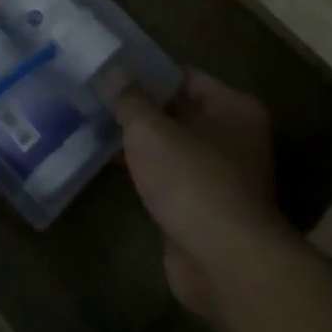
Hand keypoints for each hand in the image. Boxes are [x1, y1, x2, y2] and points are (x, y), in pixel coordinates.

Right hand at [116, 71, 284, 320]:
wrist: (222, 261)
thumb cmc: (192, 181)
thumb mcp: (151, 130)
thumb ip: (130, 99)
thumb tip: (113, 73)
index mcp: (234, 108)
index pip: (185, 76)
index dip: (147, 72)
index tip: (110, 70)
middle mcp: (235, 138)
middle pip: (179, 111)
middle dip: (141, 107)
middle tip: (97, 97)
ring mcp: (221, 176)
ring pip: (172, 146)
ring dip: (140, 141)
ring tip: (95, 125)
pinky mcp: (204, 208)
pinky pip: (169, 177)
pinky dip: (145, 171)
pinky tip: (109, 164)